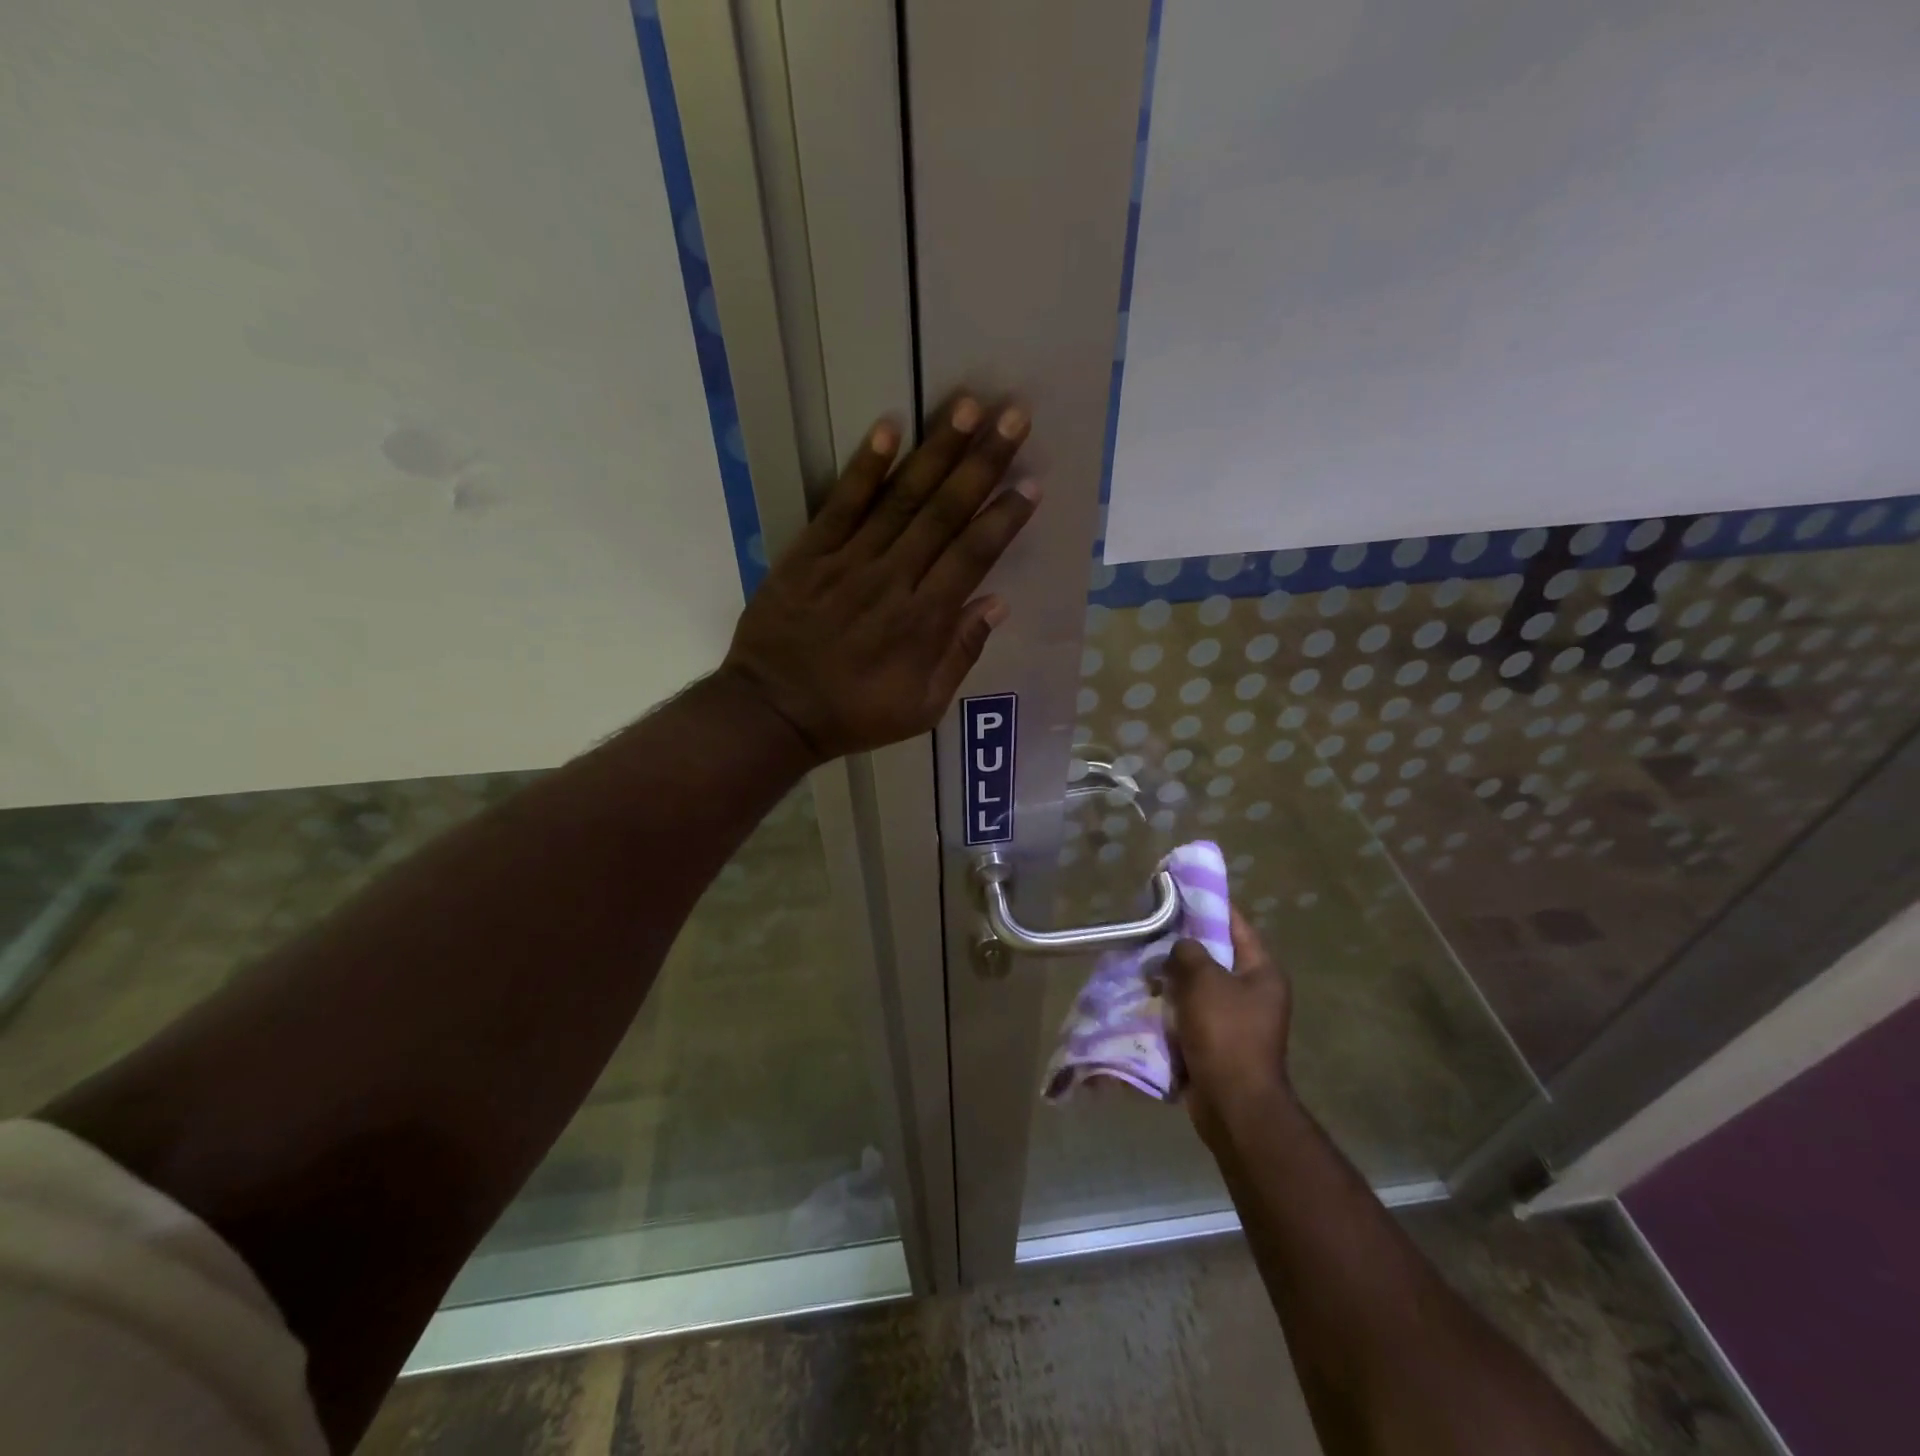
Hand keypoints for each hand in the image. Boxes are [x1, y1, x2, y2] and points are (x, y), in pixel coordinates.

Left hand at [721, 397, 1038, 761]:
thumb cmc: (854, 714)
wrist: (774, 712)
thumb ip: (960, 655)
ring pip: (902, 498)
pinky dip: (867, 466)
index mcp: (924, 620)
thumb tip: (996, 604)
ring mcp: (850, 561)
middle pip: (945, 513)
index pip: (973, 555)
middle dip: (983, 463)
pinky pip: (842, 503)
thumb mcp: (922, 707)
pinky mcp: (811, 552)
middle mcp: (894, 579)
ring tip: (968, 407)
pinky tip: (890, 428)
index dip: (1004, 518)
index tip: (1031, 483)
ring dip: (937, 450)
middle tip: (1014, 418)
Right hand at [1164, 909, 1292, 1146]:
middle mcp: (1255, 992)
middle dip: (1183, 945)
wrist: (1233, 1104)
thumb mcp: (1204, 981)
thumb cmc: (1226, 1033)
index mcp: (1262, 971)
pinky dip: (1173, 1007)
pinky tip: (1147, 997)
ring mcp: (1238, 1020)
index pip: (1235, 924)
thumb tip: (1180, 947)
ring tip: (1142, 962)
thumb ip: (1189, 952)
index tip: (1178, 891)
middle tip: (1152, 929)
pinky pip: (1192, 1014)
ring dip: (1174, 978)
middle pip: (1215, 956)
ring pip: (1200, 986)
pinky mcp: (1219, 1043)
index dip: (1207, 905)